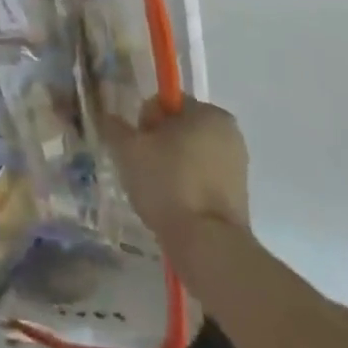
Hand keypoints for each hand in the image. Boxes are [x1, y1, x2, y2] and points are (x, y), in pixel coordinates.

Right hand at [104, 99, 250, 238]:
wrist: (207, 244)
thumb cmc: (168, 183)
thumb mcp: (128, 149)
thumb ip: (114, 127)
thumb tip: (108, 118)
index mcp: (208, 112)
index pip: (165, 103)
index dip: (144, 122)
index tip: (138, 147)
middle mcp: (229, 132)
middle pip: (178, 128)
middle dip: (158, 144)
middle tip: (143, 168)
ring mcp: (237, 165)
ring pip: (189, 155)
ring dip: (171, 165)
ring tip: (156, 191)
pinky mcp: (239, 196)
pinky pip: (202, 178)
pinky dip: (186, 185)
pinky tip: (173, 205)